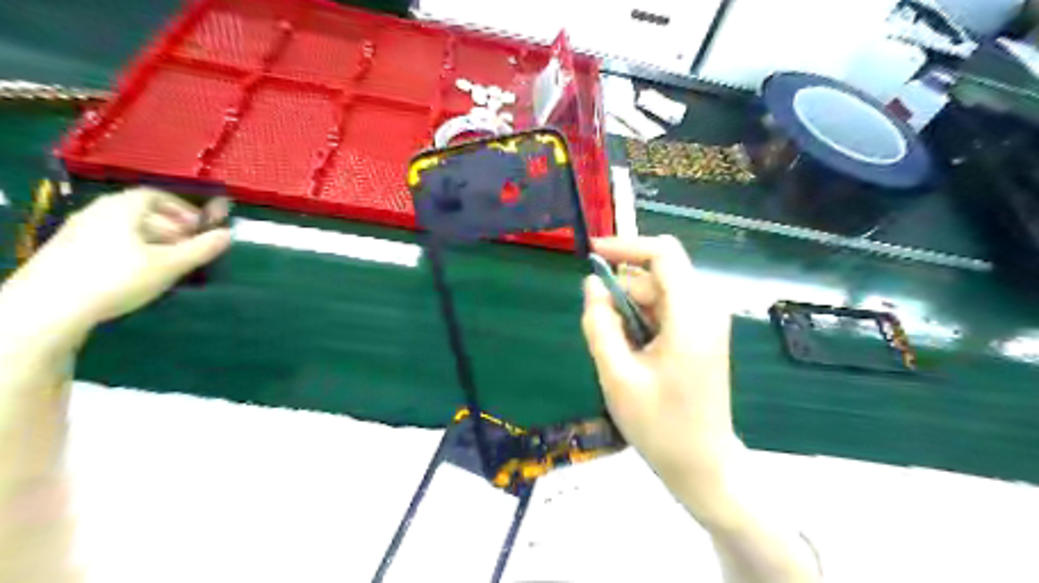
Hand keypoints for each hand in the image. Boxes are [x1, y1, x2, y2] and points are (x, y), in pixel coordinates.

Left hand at [4, 190, 231, 329]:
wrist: (49, 306)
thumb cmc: (118, 277)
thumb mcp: (169, 264)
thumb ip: (201, 248)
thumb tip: (228, 234)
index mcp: (121, 208)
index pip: (155, 195)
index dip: (182, 208)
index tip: (200, 227)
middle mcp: (97, 212)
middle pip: (141, 211)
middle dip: (171, 226)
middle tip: (189, 246)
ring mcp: (78, 232)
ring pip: (125, 228)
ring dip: (153, 240)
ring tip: (169, 262)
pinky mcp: (68, 253)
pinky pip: (109, 241)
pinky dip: (132, 249)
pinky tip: (140, 272)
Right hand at [582, 236, 737, 513]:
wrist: (702, 465)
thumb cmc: (660, 425)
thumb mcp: (617, 375)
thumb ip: (600, 324)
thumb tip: (591, 285)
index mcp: (691, 316)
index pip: (663, 254)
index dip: (626, 246)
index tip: (591, 254)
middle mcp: (704, 310)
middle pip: (656, 277)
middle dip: (621, 294)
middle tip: (601, 334)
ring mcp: (704, 323)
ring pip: (657, 295)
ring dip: (629, 314)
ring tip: (618, 356)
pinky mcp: (699, 336)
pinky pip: (663, 312)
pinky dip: (640, 324)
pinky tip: (633, 358)